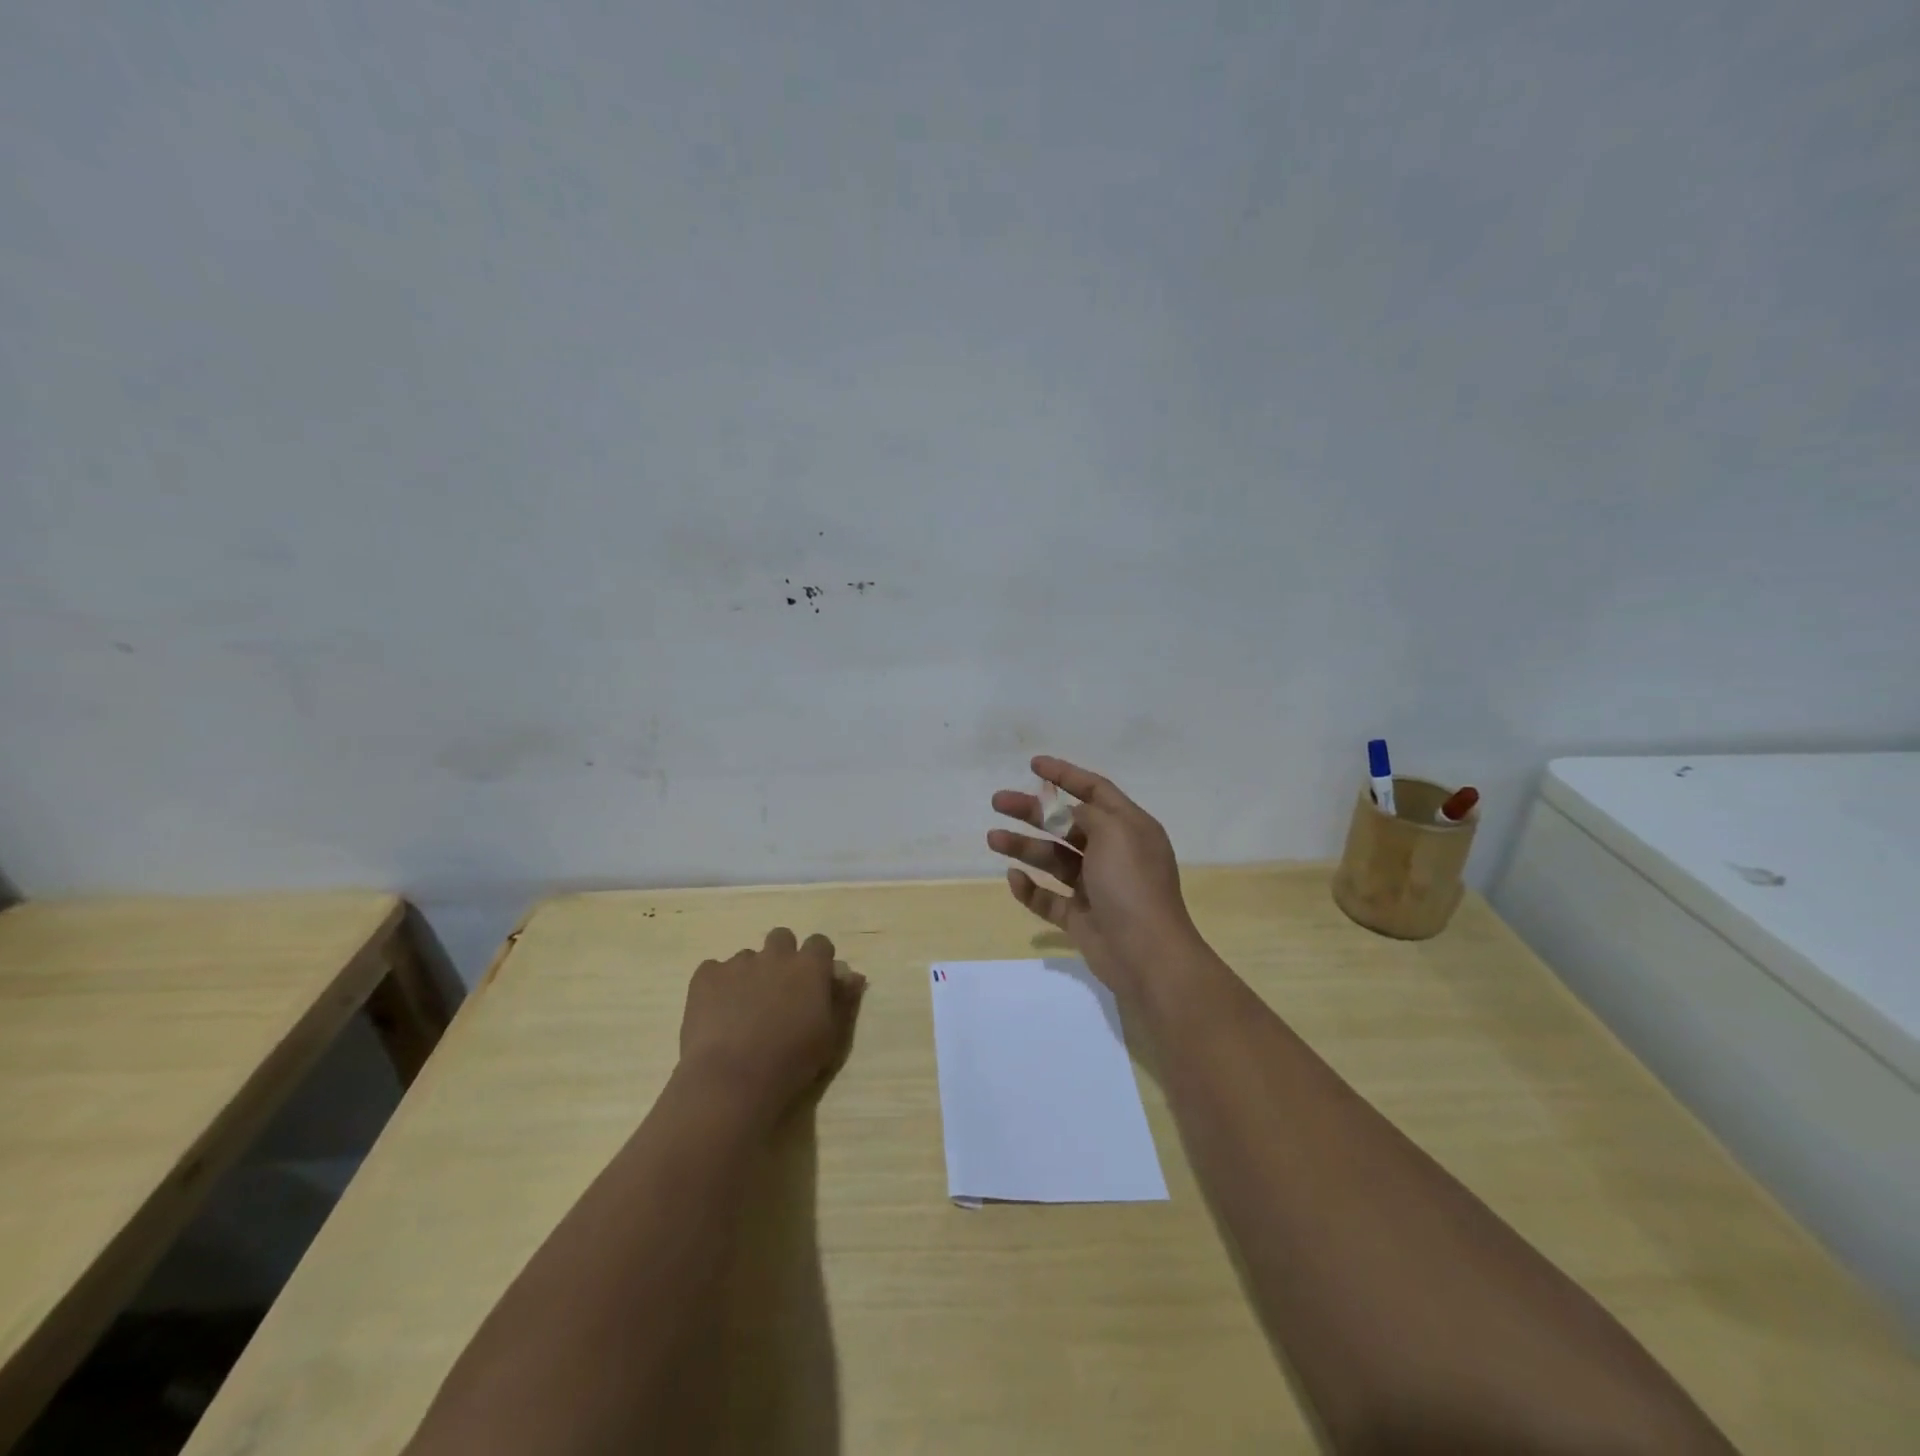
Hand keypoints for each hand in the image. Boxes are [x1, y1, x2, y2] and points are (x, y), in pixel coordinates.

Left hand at [678, 928, 866, 1115]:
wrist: (732, 1080)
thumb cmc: (791, 1062)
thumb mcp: (831, 1036)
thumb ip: (843, 1000)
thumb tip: (852, 976)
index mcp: (809, 966)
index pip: (820, 943)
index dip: (817, 960)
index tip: (813, 983)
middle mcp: (776, 954)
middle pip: (782, 938)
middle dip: (782, 957)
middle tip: (777, 991)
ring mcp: (738, 963)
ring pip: (747, 957)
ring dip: (750, 974)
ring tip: (742, 1010)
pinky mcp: (706, 975)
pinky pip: (714, 970)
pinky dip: (717, 986)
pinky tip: (716, 1014)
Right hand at [989, 755, 1204, 1004]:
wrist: (1146, 955)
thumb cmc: (1132, 884)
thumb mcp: (1115, 833)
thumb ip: (1088, 814)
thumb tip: (1071, 812)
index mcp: (1129, 828)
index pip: (1096, 791)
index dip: (1065, 775)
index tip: (1034, 765)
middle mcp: (1114, 853)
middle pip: (1067, 823)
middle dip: (1032, 812)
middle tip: (998, 801)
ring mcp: (1096, 887)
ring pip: (1054, 859)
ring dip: (1024, 847)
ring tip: (993, 838)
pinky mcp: (1081, 918)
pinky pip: (1050, 898)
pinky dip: (1030, 888)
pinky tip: (1013, 878)